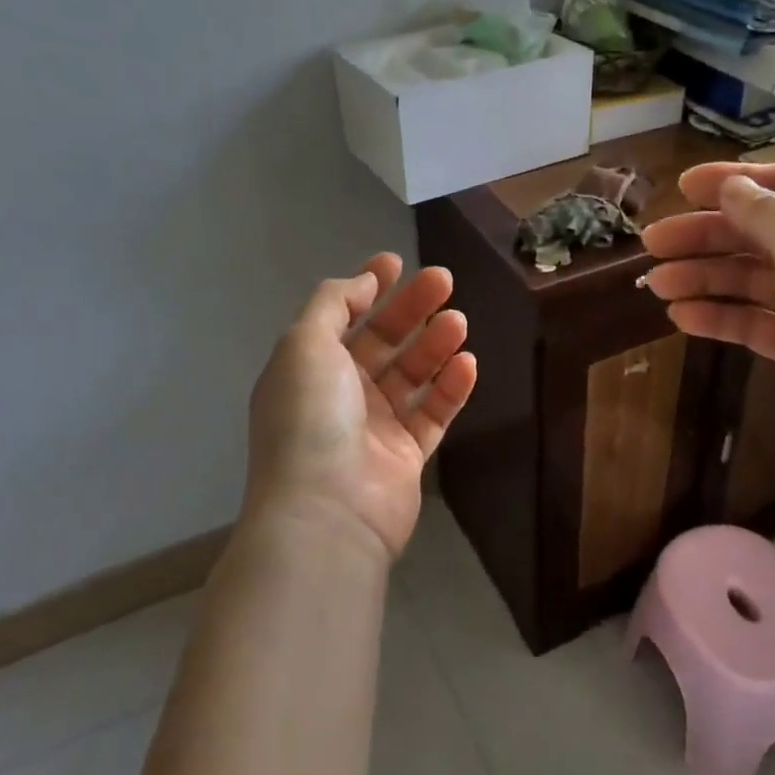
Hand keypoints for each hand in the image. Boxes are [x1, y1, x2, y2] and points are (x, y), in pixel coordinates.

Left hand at [243, 253, 477, 558]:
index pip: (341, 317)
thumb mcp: (305, 344)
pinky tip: (468, 364)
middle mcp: (340, 394)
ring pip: (412, 376)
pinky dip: (451, 388)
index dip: (367, 287)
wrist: (327, 512)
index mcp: (309, 367)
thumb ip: (332, 303)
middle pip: (381, 341)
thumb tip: (363, 281)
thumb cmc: (310, 417)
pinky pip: (433, 415)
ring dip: (435, 345)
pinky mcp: (406, 457)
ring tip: (459, 322)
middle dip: (411, 308)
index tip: (397, 263)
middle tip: (444, 281)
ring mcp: (374, 428)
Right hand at [640, 164, 774, 457]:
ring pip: (749, 279)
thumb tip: (731, 187)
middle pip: (759, 234)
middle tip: (653, 243)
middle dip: (704, 237)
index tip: (681, 186)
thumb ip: (767, 213)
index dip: (733, 181)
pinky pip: (752, 319)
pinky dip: (719, 315)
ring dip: (703, 277)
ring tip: (657, 284)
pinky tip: (682, 317)